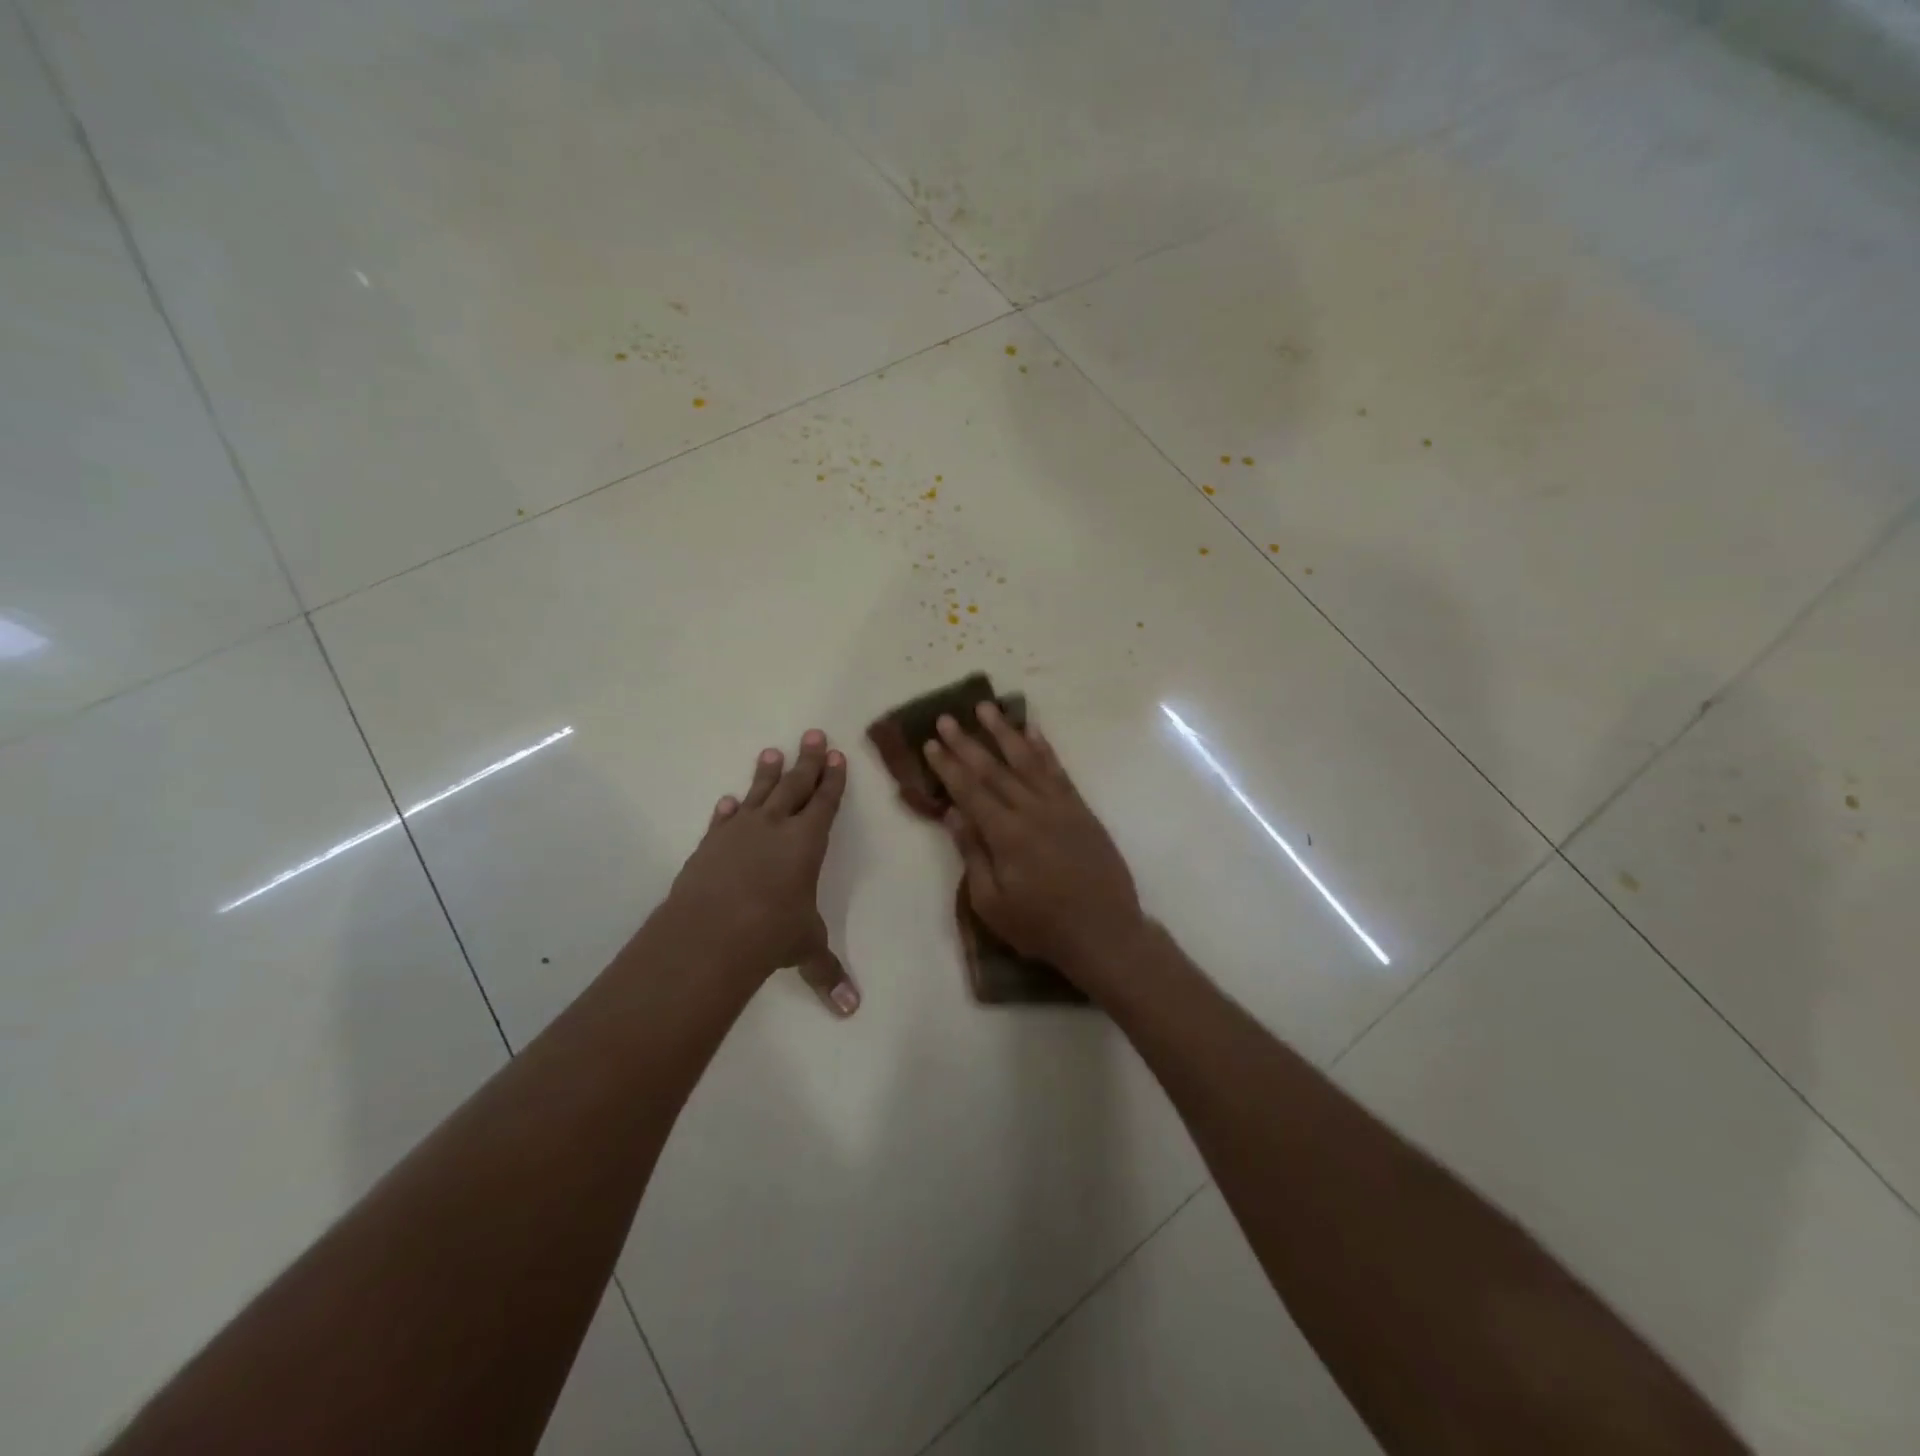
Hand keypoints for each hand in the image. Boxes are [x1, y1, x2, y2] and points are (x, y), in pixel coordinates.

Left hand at [665, 731, 858, 1015]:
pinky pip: (723, 820)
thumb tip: (851, 1009)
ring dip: (767, 774)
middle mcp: (774, 828)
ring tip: (772, 752)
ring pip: (758, 794)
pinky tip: (728, 800)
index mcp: (807, 842)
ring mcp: (738, 833)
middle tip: (813, 735)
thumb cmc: (771, 933)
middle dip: (807, 761)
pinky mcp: (709, 846)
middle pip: (795, 786)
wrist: (711, 932)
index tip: (836, 756)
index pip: (825, 802)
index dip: (832, 780)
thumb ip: (827, 972)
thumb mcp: (805, 948)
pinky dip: (728, 810)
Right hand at [923, 703, 1147, 986]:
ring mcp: (1060, 806)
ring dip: (1004, 732)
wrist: (1104, 932)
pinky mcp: (1080, 809)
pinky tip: (1032, 731)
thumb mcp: (992, 903)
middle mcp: (1032, 810)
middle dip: (967, 742)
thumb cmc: (1041, 926)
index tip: (931, 743)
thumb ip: (972, 854)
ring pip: (1027, 760)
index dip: (948, 766)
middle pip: (994, 769)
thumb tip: (953, 813)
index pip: (969, 791)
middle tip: (946, 718)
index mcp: (1006, 835)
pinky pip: (1058, 770)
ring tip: (986, 708)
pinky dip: (1043, 748)